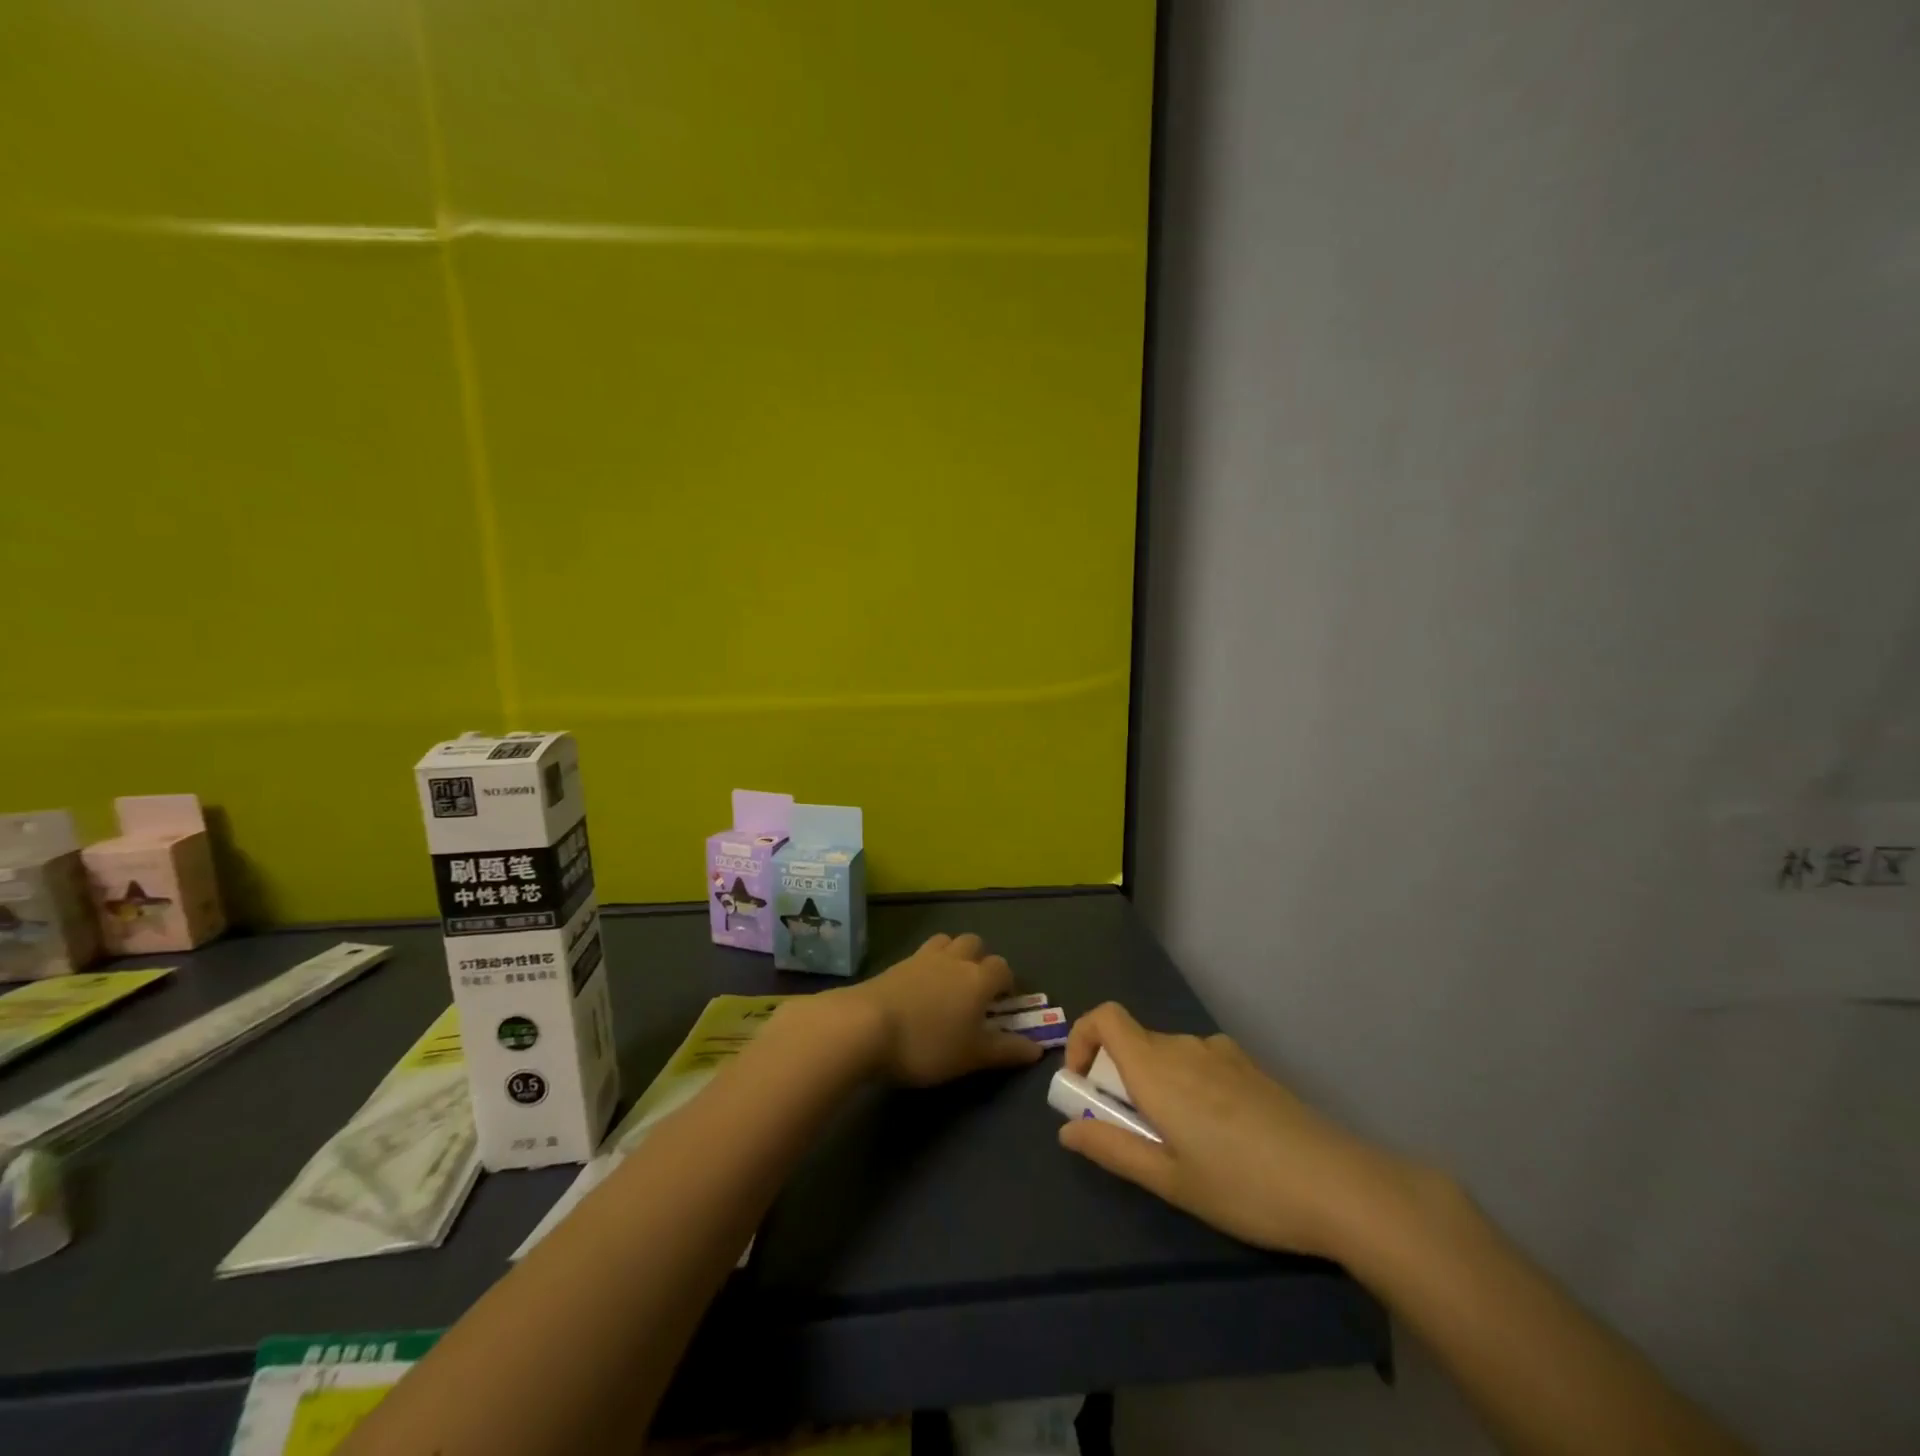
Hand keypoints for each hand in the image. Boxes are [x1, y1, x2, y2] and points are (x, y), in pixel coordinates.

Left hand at [840, 933, 1044, 1086]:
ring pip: (947, 941)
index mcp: (978, 978)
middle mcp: (954, 959)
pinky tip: (919, 989)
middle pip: (974, 943)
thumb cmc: (927, 1044)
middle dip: (980, 960)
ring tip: (948, 984)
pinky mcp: (896, 964)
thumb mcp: (972, 1056)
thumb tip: (1037, 1049)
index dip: (1007, 983)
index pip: (1003, 967)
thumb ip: (1006, 1050)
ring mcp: (922, 957)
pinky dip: (928, 965)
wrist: (865, 1026)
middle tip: (975, 990)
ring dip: (953, 955)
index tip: (1004, 1005)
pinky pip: (921, 954)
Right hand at [1057, 1002, 1424, 1257]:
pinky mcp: (1250, 1068)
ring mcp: (1222, 1053)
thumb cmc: (1243, 1187)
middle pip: (1133, 1041)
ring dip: (1154, 1086)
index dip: (1082, 1039)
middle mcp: (1184, 1047)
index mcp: (1157, 1067)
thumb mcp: (1170, 1180)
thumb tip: (1066, 1131)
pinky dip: (1187, 1086)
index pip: (1104, 1017)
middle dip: (1117, 1079)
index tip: (1084, 1087)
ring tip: (1180, 1145)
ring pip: (1167, 1055)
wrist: (1338, 1185)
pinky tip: (1220, 1137)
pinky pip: (1200, 1063)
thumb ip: (1112, 1149)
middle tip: (1133, 1135)